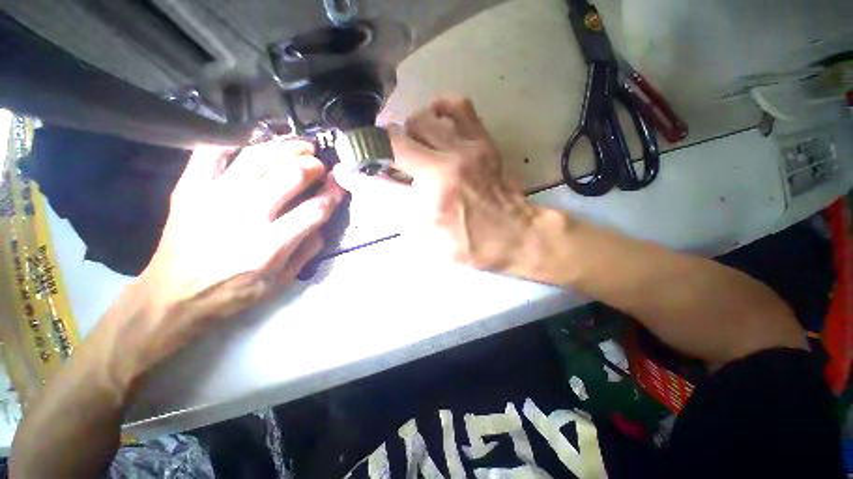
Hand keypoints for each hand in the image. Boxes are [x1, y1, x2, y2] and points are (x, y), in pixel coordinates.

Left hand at [121, 140, 343, 377]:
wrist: (173, 296)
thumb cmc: (233, 292)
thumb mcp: (282, 281)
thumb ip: (308, 250)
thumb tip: (323, 219)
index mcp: (269, 247)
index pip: (314, 211)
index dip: (333, 194)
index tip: (340, 185)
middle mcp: (243, 216)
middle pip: (289, 176)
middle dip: (312, 166)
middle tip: (320, 165)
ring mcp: (213, 197)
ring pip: (258, 157)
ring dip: (286, 147)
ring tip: (301, 146)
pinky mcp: (189, 188)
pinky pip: (211, 151)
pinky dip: (234, 140)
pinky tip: (255, 142)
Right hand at [335, 97, 556, 276]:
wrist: (517, 235)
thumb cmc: (472, 246)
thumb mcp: (430, 243)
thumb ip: (400, 215)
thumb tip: (375, 190)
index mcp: (429, 204)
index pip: (379, 184)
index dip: (357, 176)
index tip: (347, 171)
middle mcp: (443, 171)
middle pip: (395, 141)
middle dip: (379, 148)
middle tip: (382, 158)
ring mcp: (465, 150)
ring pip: (421, 119)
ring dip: (406, 132)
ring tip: (410, 145)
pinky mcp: (482, 141)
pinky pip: (457, 106)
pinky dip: (439, 109)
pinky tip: (435, 123)